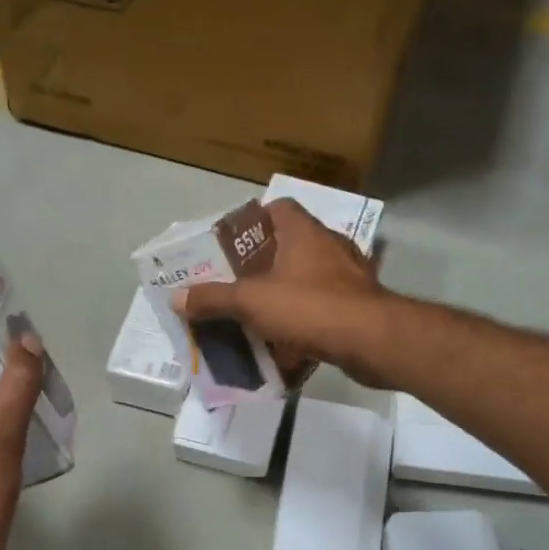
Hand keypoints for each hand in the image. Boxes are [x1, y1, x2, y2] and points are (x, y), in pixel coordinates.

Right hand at [174, 198, 393, 384]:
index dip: (253, 221)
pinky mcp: (361, 304)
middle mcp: (329, 246)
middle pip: (290, 245)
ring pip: (308, 278)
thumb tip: (176, 298)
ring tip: (258, 314)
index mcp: (303, 232)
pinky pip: (324, 306)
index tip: (232, 245)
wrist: (372, 340)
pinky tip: (288, 341)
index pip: (278, 208)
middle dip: (263, 265)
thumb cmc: (309, 307)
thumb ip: (212, 298)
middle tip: (236, 285)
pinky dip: (306, 320)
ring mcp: (350, 275)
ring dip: (285, 294)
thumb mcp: (251, 302)